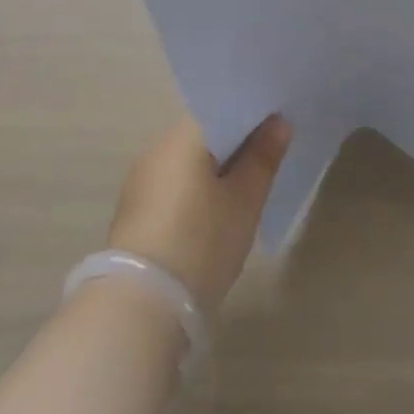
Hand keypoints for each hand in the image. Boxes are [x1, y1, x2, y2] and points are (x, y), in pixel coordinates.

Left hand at [107, 115, 290, 315]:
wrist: (140, 305)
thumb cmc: (201, 241)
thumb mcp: (244, 201)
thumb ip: (263, 157)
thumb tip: (279, 122)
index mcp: (183, 135)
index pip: (221, 108)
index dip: (252, 115)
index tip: (278, 126)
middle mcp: (157, 148)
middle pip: (204, 135)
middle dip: (235, 144)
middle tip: (269, 158)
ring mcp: (141, 179)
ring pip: (188, 161)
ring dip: (214, 169)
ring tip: (246, 187)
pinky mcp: (134, 211)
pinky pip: (173, 185)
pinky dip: (196, 190)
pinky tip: (214, 212)